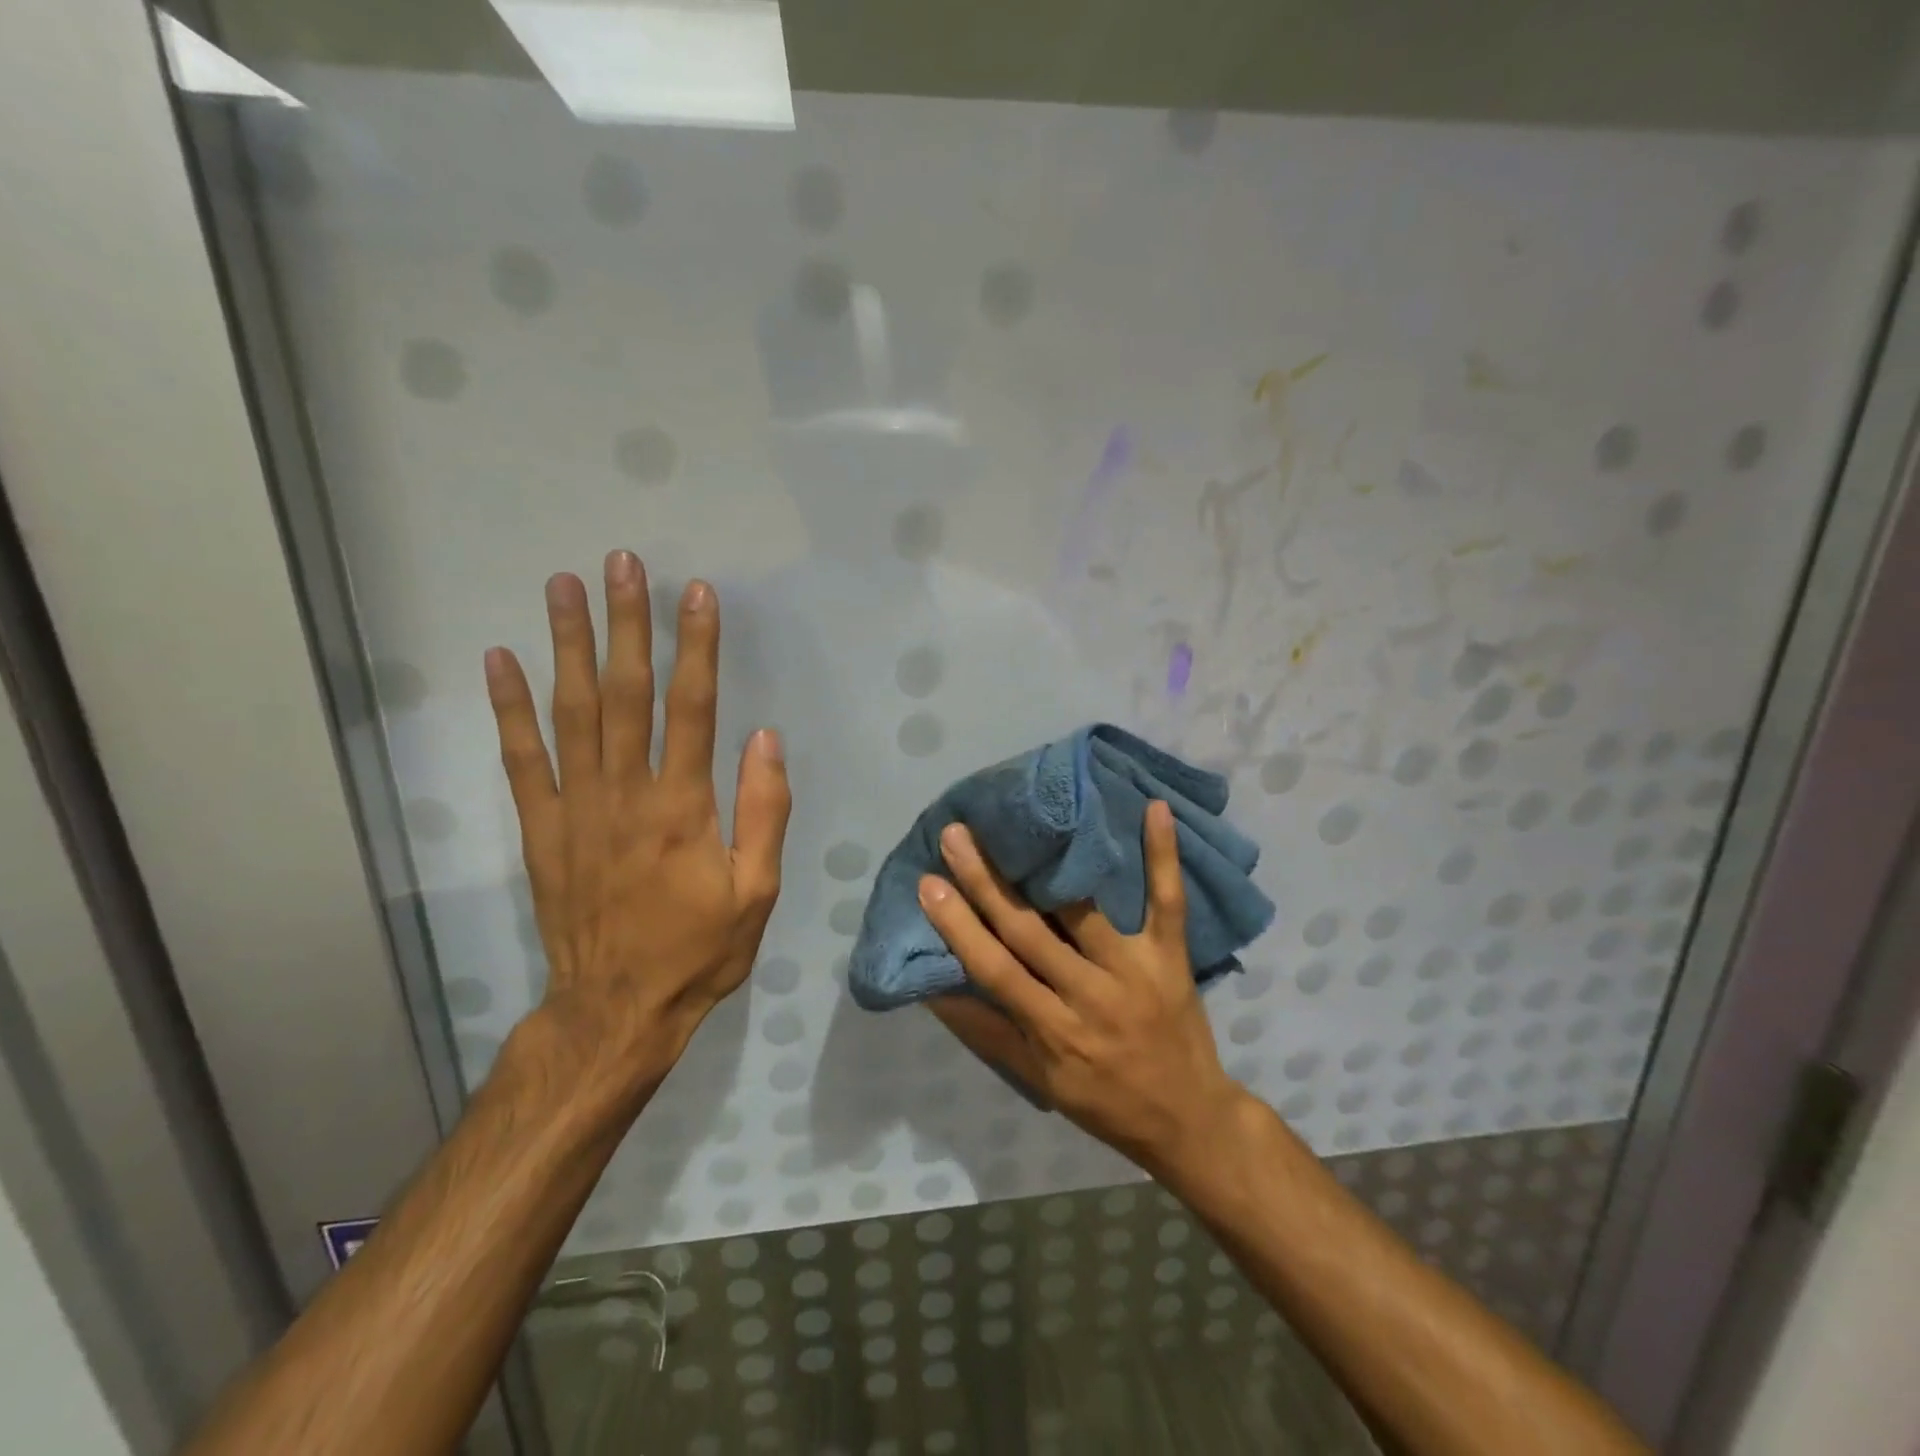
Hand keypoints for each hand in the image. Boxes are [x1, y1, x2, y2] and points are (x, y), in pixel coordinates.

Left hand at [485, 551, 790, 1091]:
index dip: (696, 647)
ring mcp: (576, 808)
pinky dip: (509, 708)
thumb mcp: (757, 891)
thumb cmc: (698, 950)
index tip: (696, 593)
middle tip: (621, 563)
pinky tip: (501, 660)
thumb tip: (765, 738)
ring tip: (563, 587)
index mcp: (684, 807)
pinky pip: (521, 760)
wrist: (616, 1009)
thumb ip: (763, 811)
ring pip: (571, 712)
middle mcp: (626, 793)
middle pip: (626, 693)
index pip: (692, 708)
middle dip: (626, 624)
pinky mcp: (541, 828)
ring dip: (568, 645)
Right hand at [919, 801, 1245, 1174]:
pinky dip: (1162, 856)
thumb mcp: (1039, 1082)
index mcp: (1054, 1030)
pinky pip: (1168, 902)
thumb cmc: (1104, 1101)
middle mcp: (1091, 995)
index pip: (996, 970)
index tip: (928, 884)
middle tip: (957, 834)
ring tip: (1026, 819)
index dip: (959, 927)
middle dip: (988, 881)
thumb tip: (935, 992)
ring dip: (1052, 864)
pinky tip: (1153, 808)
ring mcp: (1136, 970)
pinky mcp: (1171, 956)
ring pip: (1085, 909)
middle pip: (1030, 930)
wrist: (1190, 1121)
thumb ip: (988, 1033)